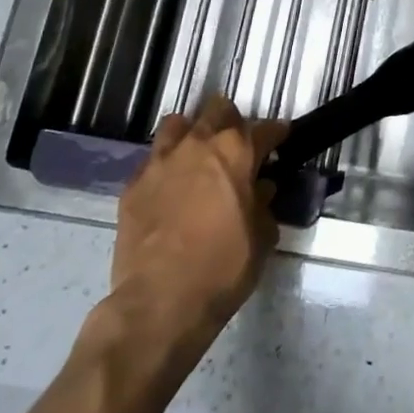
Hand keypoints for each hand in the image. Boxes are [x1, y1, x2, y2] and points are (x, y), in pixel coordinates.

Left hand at [93, 96, 288, 364]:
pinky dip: (165, 166)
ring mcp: (161, 161)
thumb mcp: (261, 238)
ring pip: (177, 124)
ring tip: (197, 154)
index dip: (276, 133)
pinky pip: (152, 160)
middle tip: (237, 144)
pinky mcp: (133, 184)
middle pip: (218, 110)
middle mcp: (199, 145)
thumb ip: (263, 205)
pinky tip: (169, 186)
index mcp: (236, 152)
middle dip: (231, 121)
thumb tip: (261, 190)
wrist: (159, 302)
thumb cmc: (222, 268)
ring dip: (192, 133)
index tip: (280, 137)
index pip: (264, 129)